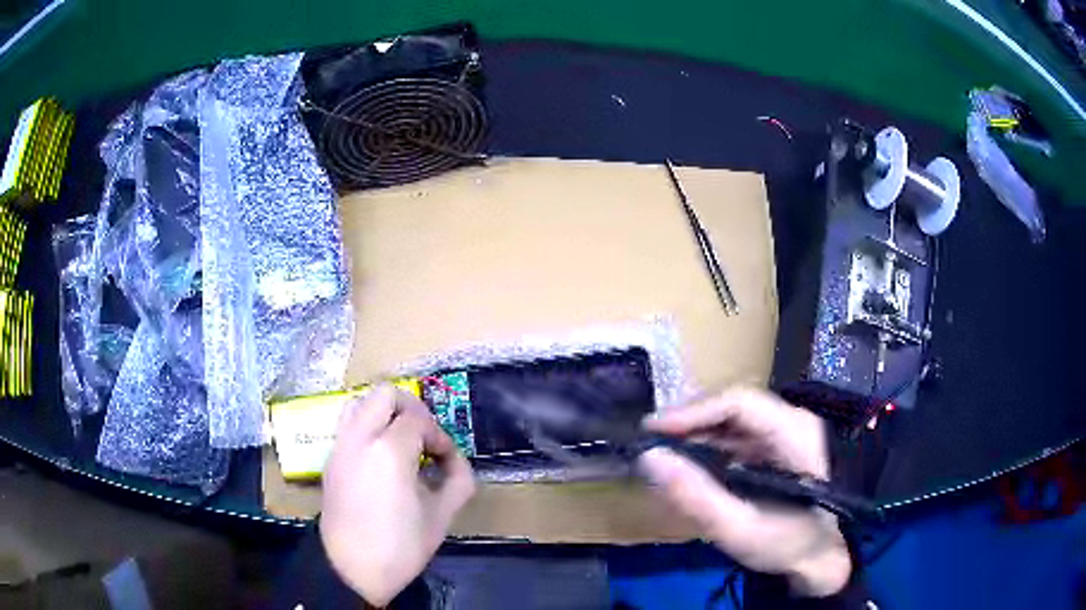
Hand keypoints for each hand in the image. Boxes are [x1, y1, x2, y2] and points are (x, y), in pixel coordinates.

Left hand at [320, 386, 475, 606]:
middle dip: (411, 409)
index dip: (439, 437)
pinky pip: (348, 424)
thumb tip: (454, 461)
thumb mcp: (441, 516)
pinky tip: (381, 459)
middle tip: (423, 438)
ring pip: (360, 402)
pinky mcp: (330, 458)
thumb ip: (458, 479)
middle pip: (385, 393)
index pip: (419, 420)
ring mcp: (340, 445)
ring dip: (385, 412)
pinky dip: (368, 426)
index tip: (446, 461)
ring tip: (401, 442)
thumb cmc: (400, 546)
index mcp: (389, 450)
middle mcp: (359, 437)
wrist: (350, 568)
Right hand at [639, 387, 850, 596]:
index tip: (652, 431)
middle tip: (651, 444)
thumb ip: (697, 497)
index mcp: (795, 432)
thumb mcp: (741, 529)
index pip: (739, 402)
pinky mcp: (780, 448)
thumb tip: (650, 459)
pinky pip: (740, 436)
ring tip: (663, 452)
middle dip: (690, 422)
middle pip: (735, 406)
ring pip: (735, 420)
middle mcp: (794, 421)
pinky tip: (691, 463)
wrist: (827, 557)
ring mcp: (789, 433)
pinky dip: (711, 446)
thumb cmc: (792, 544)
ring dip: (697, 433)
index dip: (693, 411)